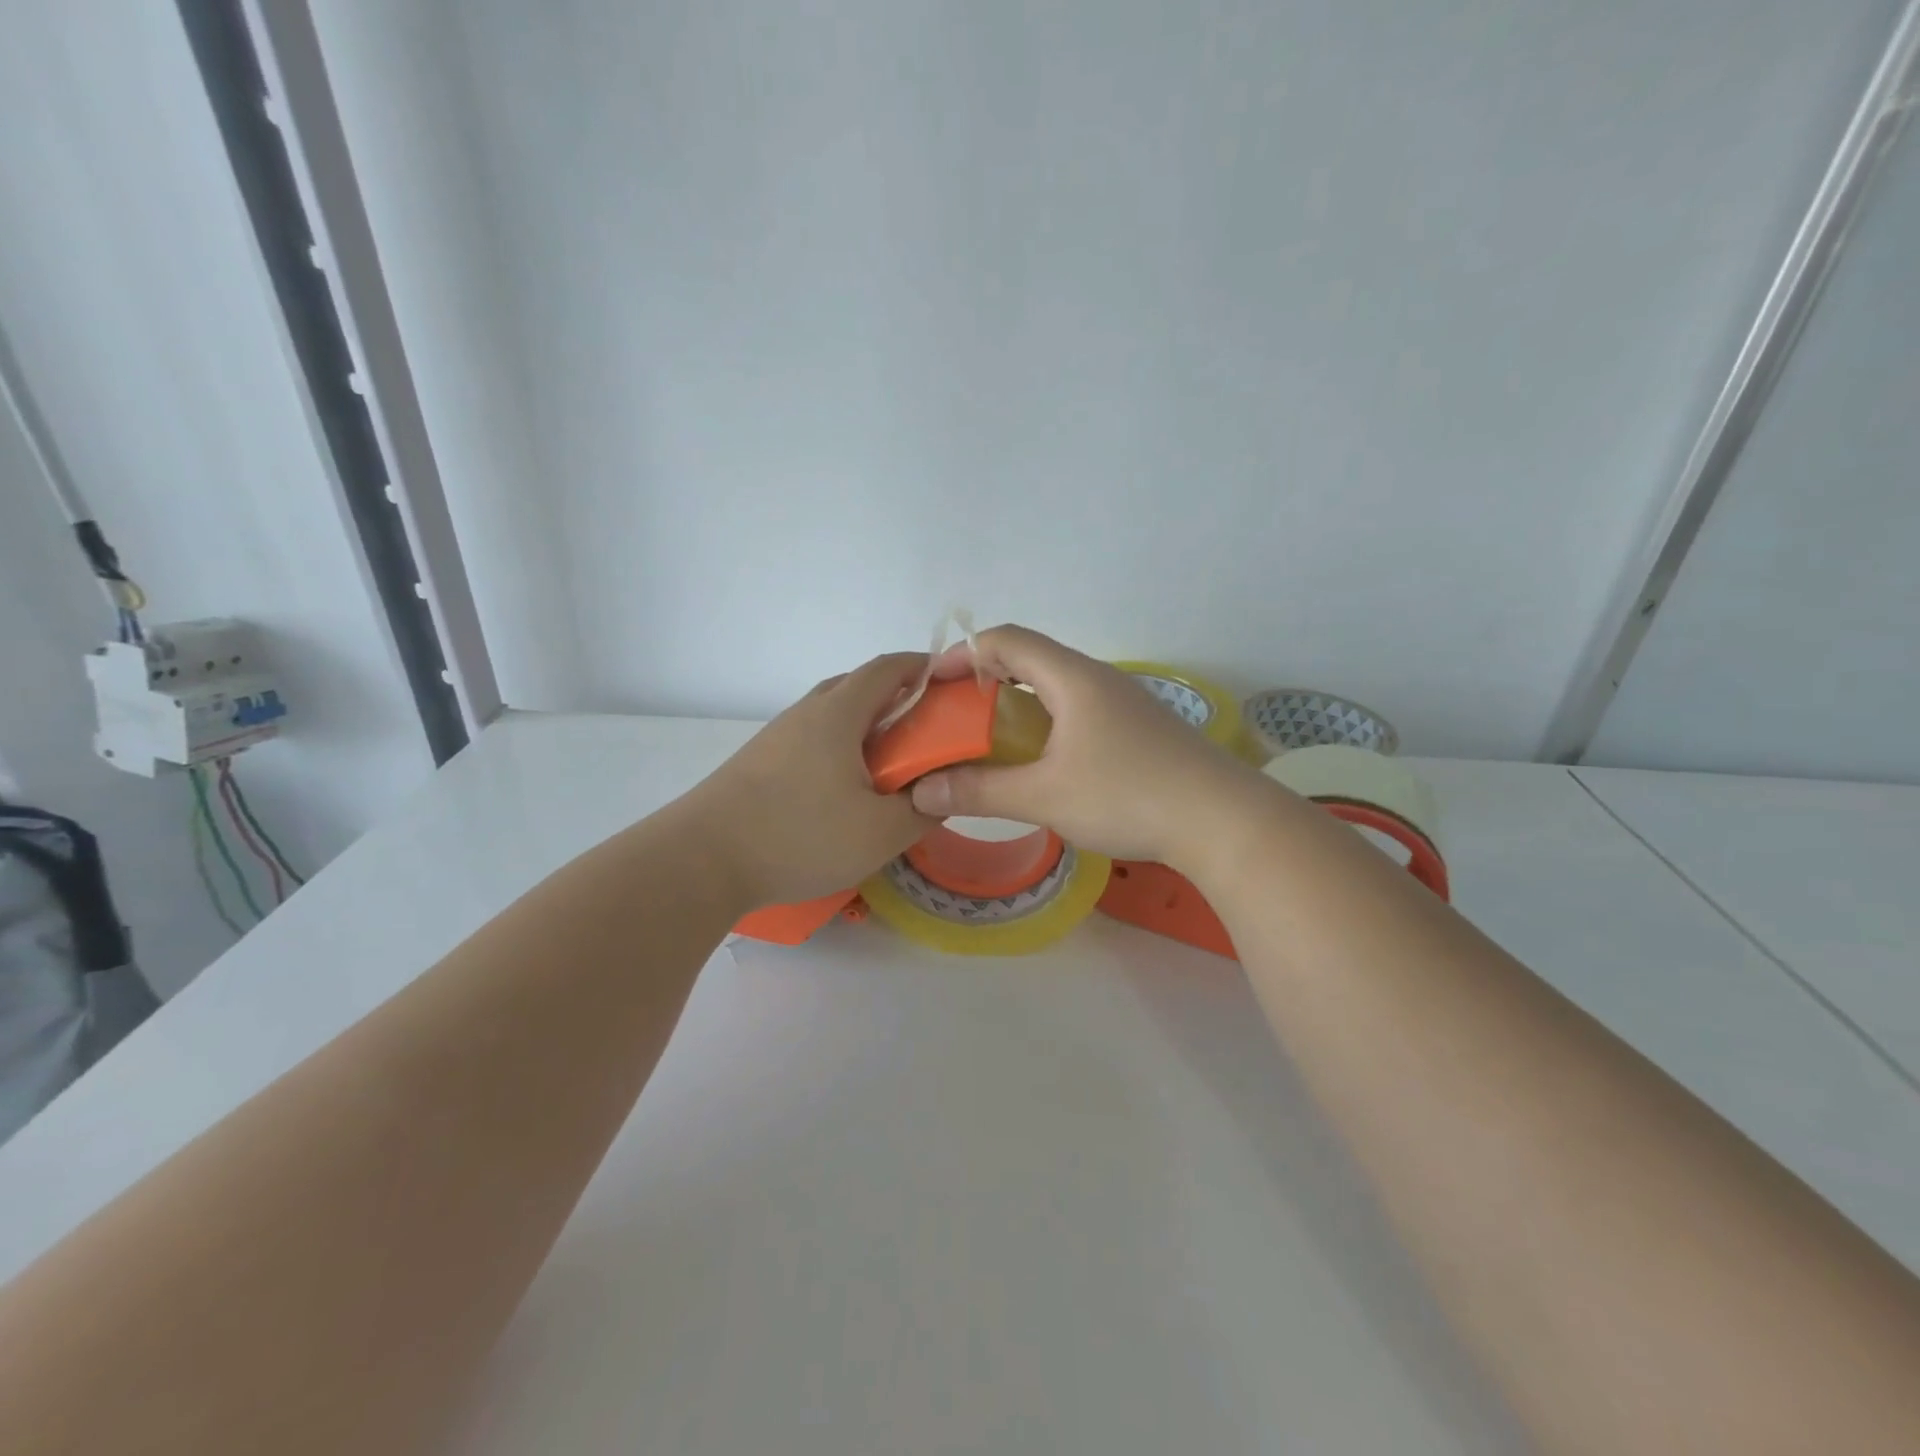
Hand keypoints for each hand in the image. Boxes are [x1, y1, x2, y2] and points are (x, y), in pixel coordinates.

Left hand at [686, 653, 936, 906]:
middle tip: (926, 732)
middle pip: (858, 687)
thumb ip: (922, 809)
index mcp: (838, 713)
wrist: (701, 860)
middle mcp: (806, 712)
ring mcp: (778, 737)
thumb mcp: (880, 832)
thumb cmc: (798, 836)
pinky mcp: (759, 762)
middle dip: (898, 699)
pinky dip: (840, 750)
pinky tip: (844, 790)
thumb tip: (940, 792)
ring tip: (890, 766)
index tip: (951, 685)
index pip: (888, 668)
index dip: (923, 668)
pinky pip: (812, 741)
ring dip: (866, 728)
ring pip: (832, 716)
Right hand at [908, 626, 1260, 867]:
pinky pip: (1076, 709)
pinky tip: (1040, 760)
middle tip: (953, 715)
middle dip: (984, 679)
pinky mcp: (1137, 729)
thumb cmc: (1127, 796)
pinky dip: (1044, 722)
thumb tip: (921, 791)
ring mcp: (1122, 703)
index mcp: (1072, 678)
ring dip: (1015, 703)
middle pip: (1029, 658)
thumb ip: (980, 791)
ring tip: (988, 737)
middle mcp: (1097, 679)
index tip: (931, 685)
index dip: (962, 654)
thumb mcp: (1044, 796)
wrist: (1222, 821)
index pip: (1006, 640)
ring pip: (1055, 686)